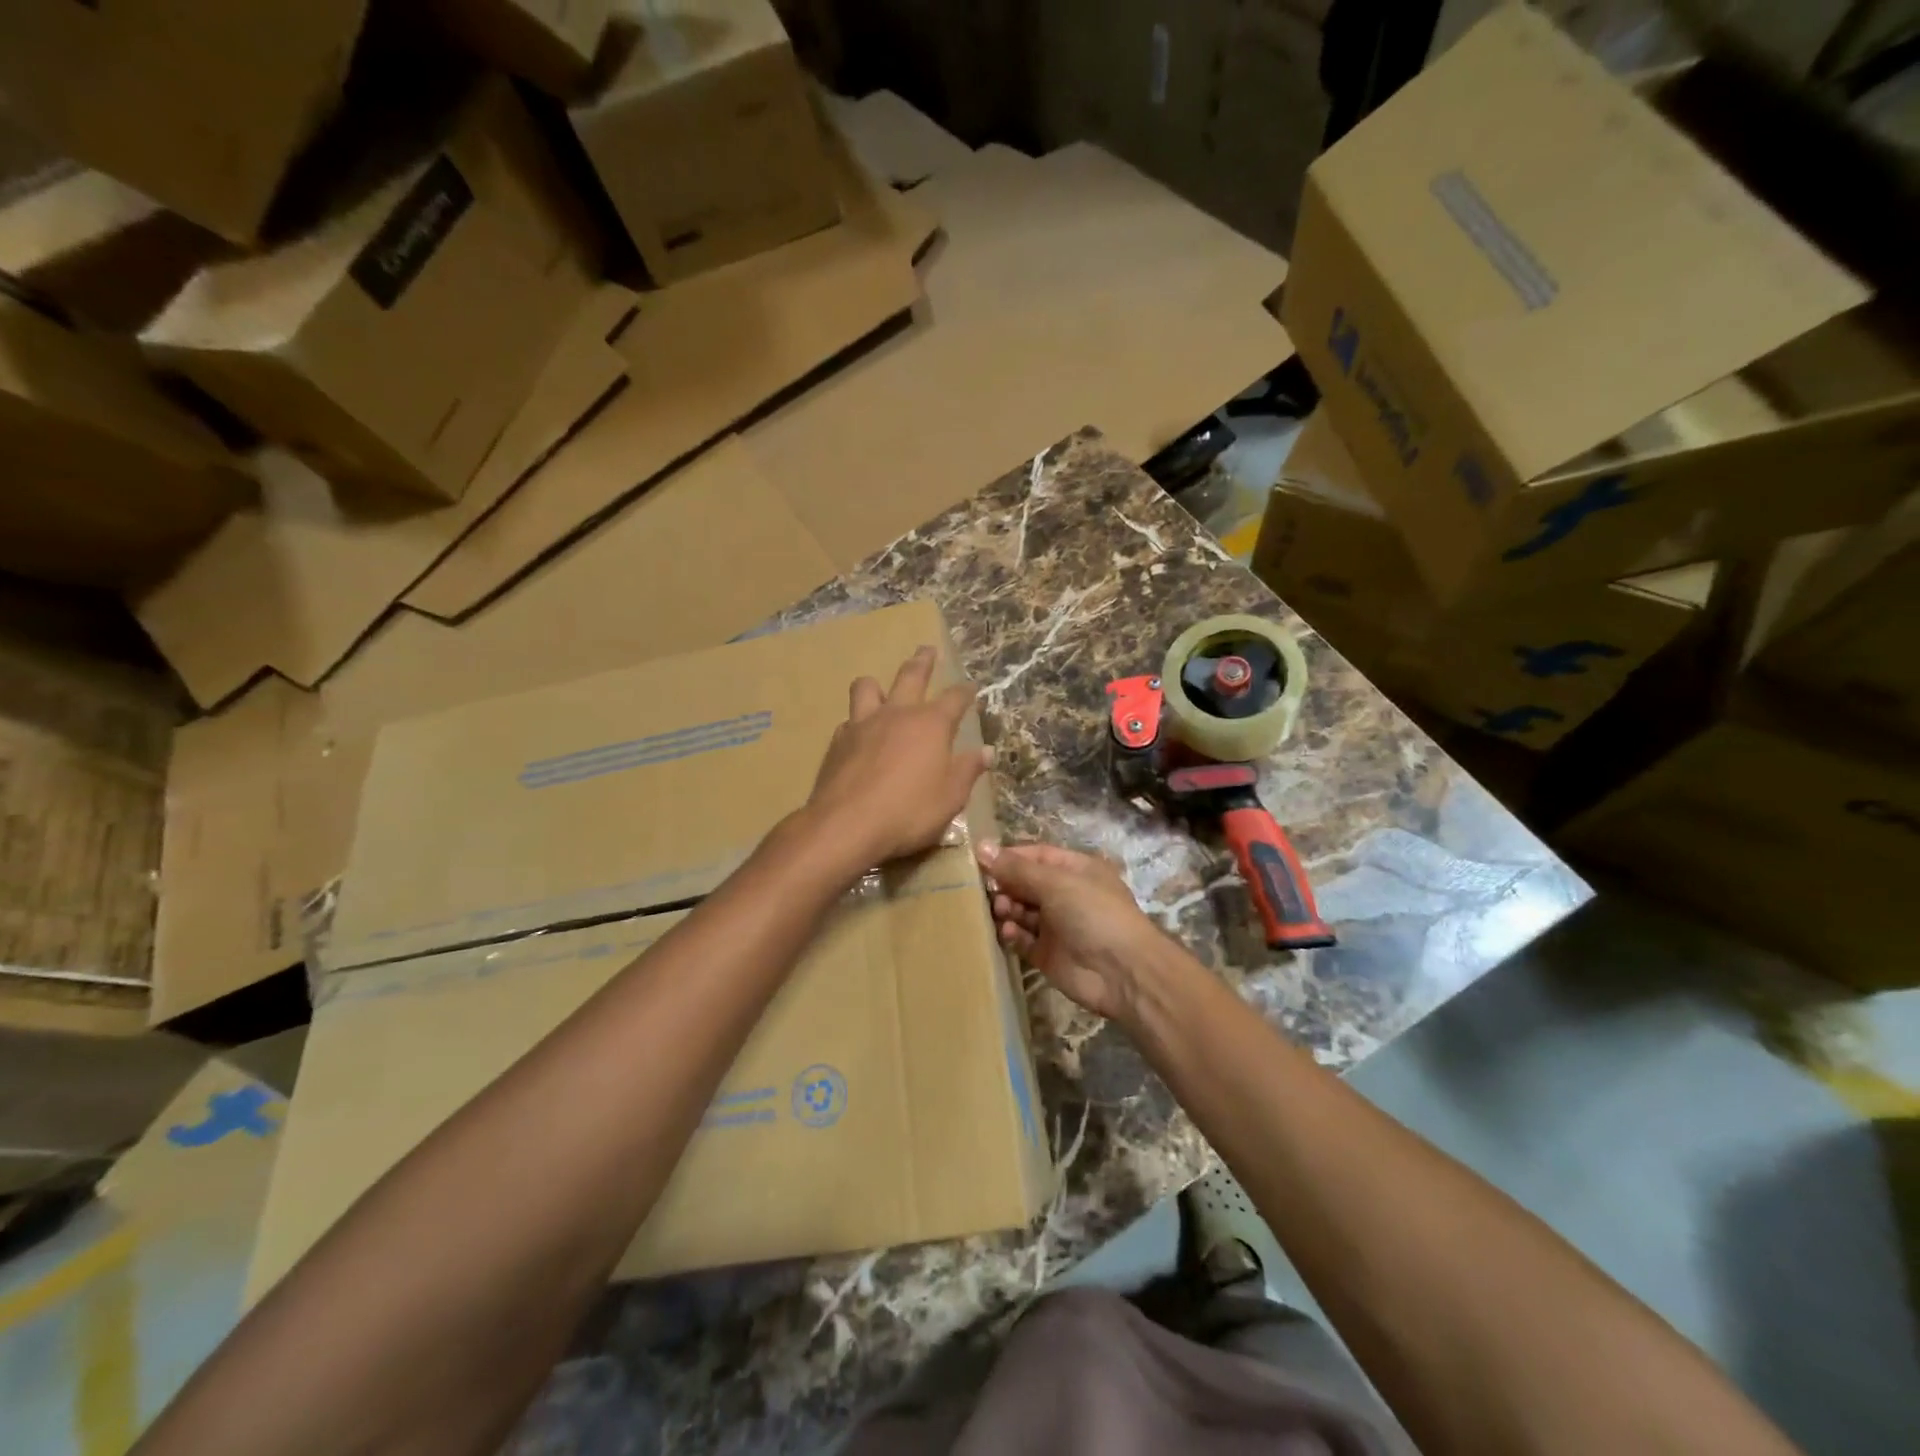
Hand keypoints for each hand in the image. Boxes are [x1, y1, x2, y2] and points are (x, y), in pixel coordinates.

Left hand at [806, 646, 991, 866]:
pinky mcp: (838, 741)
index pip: (955, 698)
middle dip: (922, 661)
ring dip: (877, 685)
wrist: (847, 824)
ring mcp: (863, 723)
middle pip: (911, 675)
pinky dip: (858, 723)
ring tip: (880, 689)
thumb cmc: (909, 811)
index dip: (965, 692)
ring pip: (867, 687)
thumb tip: (985, 752)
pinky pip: (849, 720)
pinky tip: (859, 735)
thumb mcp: (950, 797)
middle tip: (927, 649)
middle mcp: (898, 714)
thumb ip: (968, 771)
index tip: (971, 687)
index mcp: (931, 724)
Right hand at [977, 841, 1170, 1021]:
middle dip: (1004, 885)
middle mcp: (1065, 894)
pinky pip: (1021, 938)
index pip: (1035, 856)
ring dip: (1006, 909)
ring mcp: (1056, 925)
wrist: (1123, 972)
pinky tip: (1008, 933)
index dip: (1008, 857)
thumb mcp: (1056, 883)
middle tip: (989, 893)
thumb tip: (981, 847)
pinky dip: (1012, 934)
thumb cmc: (1093, 913)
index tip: (979, 861)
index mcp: (1074, 869)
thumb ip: (1016, 869)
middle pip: (1024, 883)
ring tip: (1001, 911)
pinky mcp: (1047, 954)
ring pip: (1020, 911)